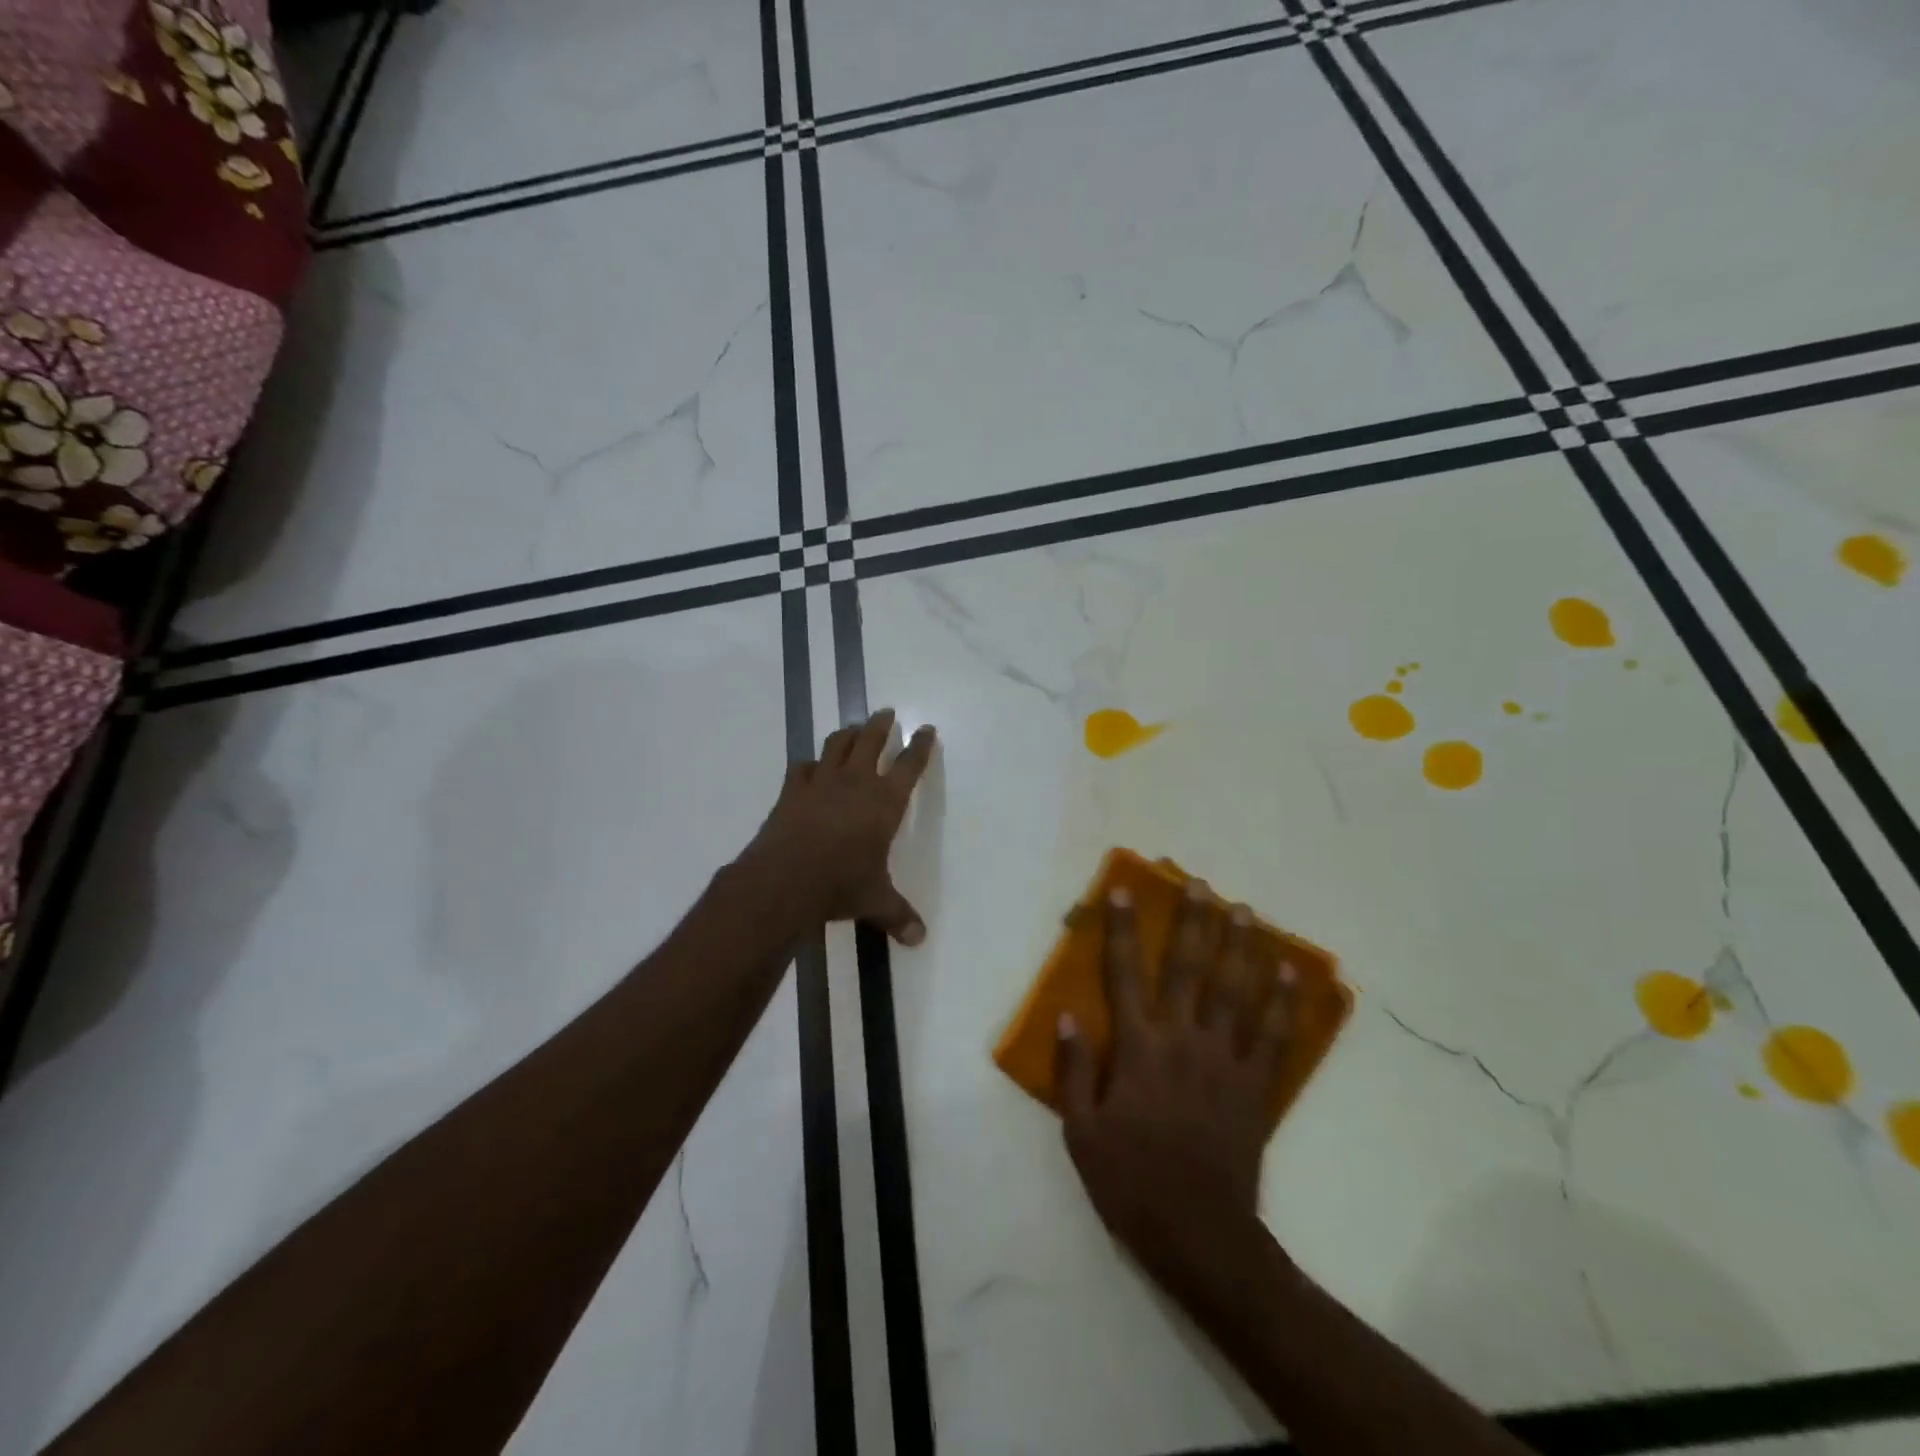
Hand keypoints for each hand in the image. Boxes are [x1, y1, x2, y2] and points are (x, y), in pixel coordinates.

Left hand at [739, 708, 935, 944]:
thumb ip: (898, 915)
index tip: (926, 729)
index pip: (909, 765)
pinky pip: (802, 767)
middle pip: (871, 740)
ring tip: (854, 728)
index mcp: (884, 802)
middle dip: (881, 725)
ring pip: (837, 745)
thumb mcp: (875, 902)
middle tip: (886, 712)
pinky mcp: (791, 792)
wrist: (784, 880)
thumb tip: (919, 939)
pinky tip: (810, 766)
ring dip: (848, 733)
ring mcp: (820, 783)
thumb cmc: (840, 886)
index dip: (920, 746)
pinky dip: (809, 763)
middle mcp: (855, 783)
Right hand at [1056, 881, 1298, 1300]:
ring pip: (1235, 991)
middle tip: (1200, 885)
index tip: (1124, 890)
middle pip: (1189, 969)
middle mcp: (1183, 1041)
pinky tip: (1289, 971)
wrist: (1200, 1236)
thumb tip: (1069, 1015)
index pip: (1126, 974)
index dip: (1123, 929)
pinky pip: (1273, 1035)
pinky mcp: (1256, 1087)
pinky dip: (1283, 1001)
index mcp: (1138, 1049)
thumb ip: (1073, 1071)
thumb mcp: (1081, 1133)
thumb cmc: (1131, 1183)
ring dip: (1240, 946)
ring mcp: (1225, 1061)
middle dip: (1193, 922)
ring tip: (1245, 910)